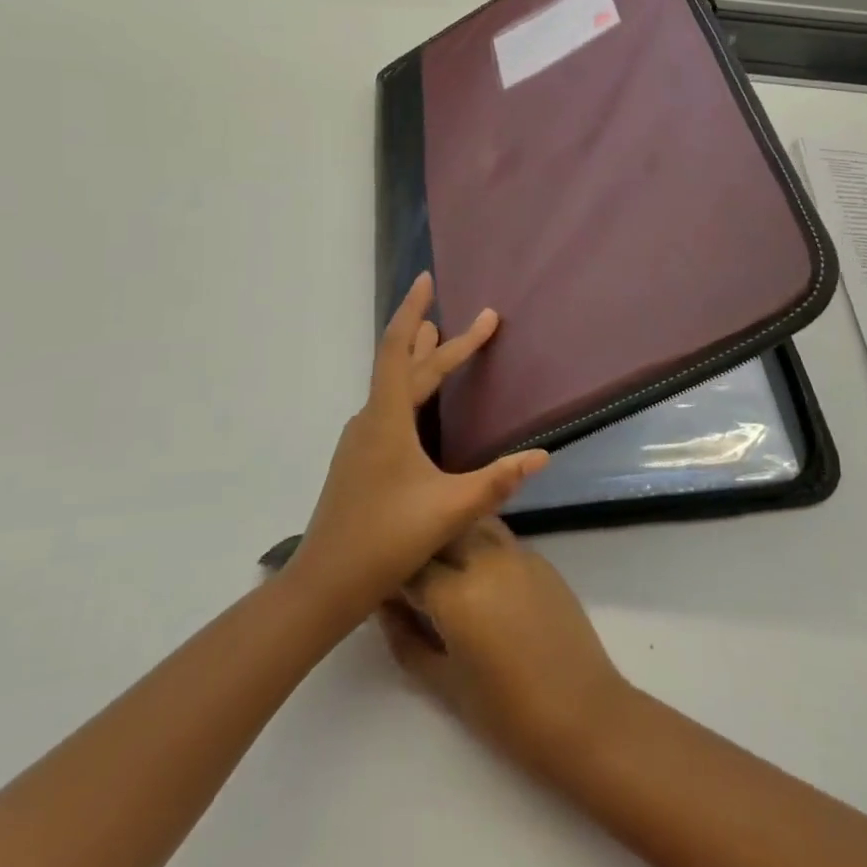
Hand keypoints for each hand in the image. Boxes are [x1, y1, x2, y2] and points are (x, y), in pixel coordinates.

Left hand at [288, 273, 548, 623]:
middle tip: (481, 320)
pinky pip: (389, 407)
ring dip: (420, 361)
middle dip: (443, 342)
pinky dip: (411, 389)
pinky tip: (420, 404)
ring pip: (395, 388)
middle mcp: (370, 420)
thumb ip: (497, 482)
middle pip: (406, 367)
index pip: (397, 349)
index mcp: (386, 420)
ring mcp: (360, 440)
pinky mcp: (360, 458)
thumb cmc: (385, 540)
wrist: (324, 585)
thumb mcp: (450, 510)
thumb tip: (542, 456)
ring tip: (440, 339)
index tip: (427, 281)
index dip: (412, 311)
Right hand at [380, 518, 631, 775]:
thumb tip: (385, 608)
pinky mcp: (540, 559)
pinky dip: (480, 545)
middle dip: (421, 546)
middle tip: (409, 574)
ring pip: (473, 523)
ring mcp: (518, 553)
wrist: (583, 714)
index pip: (409, 565)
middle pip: (441, 530)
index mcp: (457, 592)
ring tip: (442, 567)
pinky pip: (500, 538)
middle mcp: (486, 559)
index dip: (389, 574)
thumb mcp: (442, 684)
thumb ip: (405, 640)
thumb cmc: (507, 713)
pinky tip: (478, 576)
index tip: (378, 585)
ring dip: (452, 537)